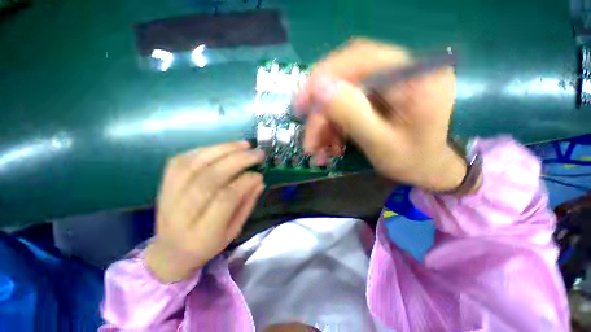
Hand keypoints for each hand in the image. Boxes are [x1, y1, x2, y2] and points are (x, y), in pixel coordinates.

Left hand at [144, 141, 264, 282]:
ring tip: (243, 145)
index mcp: (203, 233)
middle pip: (210, 178)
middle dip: (238, 160)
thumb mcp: (233, 231)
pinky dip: (205, 150)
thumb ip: (247, 204)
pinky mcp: (164, 183)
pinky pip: (182, 160)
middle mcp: (182, 213)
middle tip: (257, 153)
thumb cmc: (207, 244)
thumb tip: (259, 180)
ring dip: (222, 150)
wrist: (170, 251)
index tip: (259, 174)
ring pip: (195, 164)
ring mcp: (169, 196)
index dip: (244, 182)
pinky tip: (222, 148)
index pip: (225, 199)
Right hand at [296, 38, 466, 191]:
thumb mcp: (381, 145)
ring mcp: (388, 83)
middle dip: (322, 112)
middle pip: (346, 78)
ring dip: (325, 125)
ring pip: (342, 96)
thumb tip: (319, 87)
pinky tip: (331, 145)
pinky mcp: (378, 96)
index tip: (302, 103)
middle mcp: (402, 71)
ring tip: (318, 150)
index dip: (324, 76)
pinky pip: (346, 106)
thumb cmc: (413, 162)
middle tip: (309, 140)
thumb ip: (352, 114)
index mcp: (415, 77)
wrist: (428, 169)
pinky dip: (333, 127)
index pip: (360, 57)